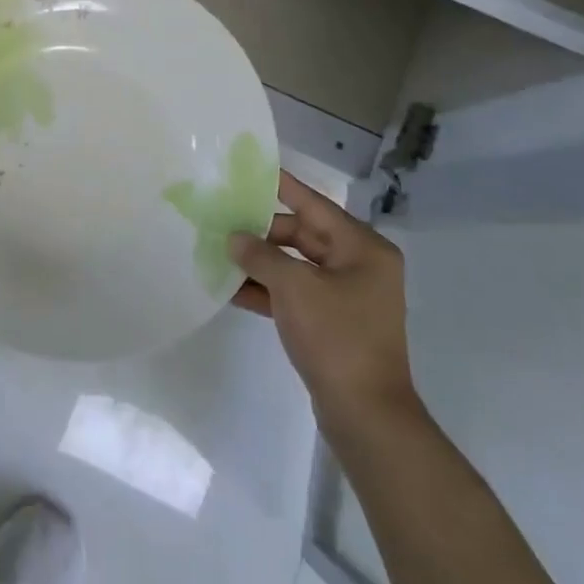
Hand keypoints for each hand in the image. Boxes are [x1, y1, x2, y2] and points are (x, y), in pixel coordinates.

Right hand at [231, 171, 421, 441]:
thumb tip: (235, 237)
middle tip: (222, 222)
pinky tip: (232, 290)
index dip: (283, 187)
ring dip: (261, 263)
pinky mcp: (333, 322)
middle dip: (263, 232)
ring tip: (219, 254)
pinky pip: (295, 293)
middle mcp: (359, 266)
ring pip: (296, 266)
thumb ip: (260, 255)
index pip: (315, 205)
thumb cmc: (336, 337)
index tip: (252, 170)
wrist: (365, 413)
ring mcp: (347, 296)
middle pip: (303, 235)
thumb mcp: (294, 288)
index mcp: (363, 248)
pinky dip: (268, 290)